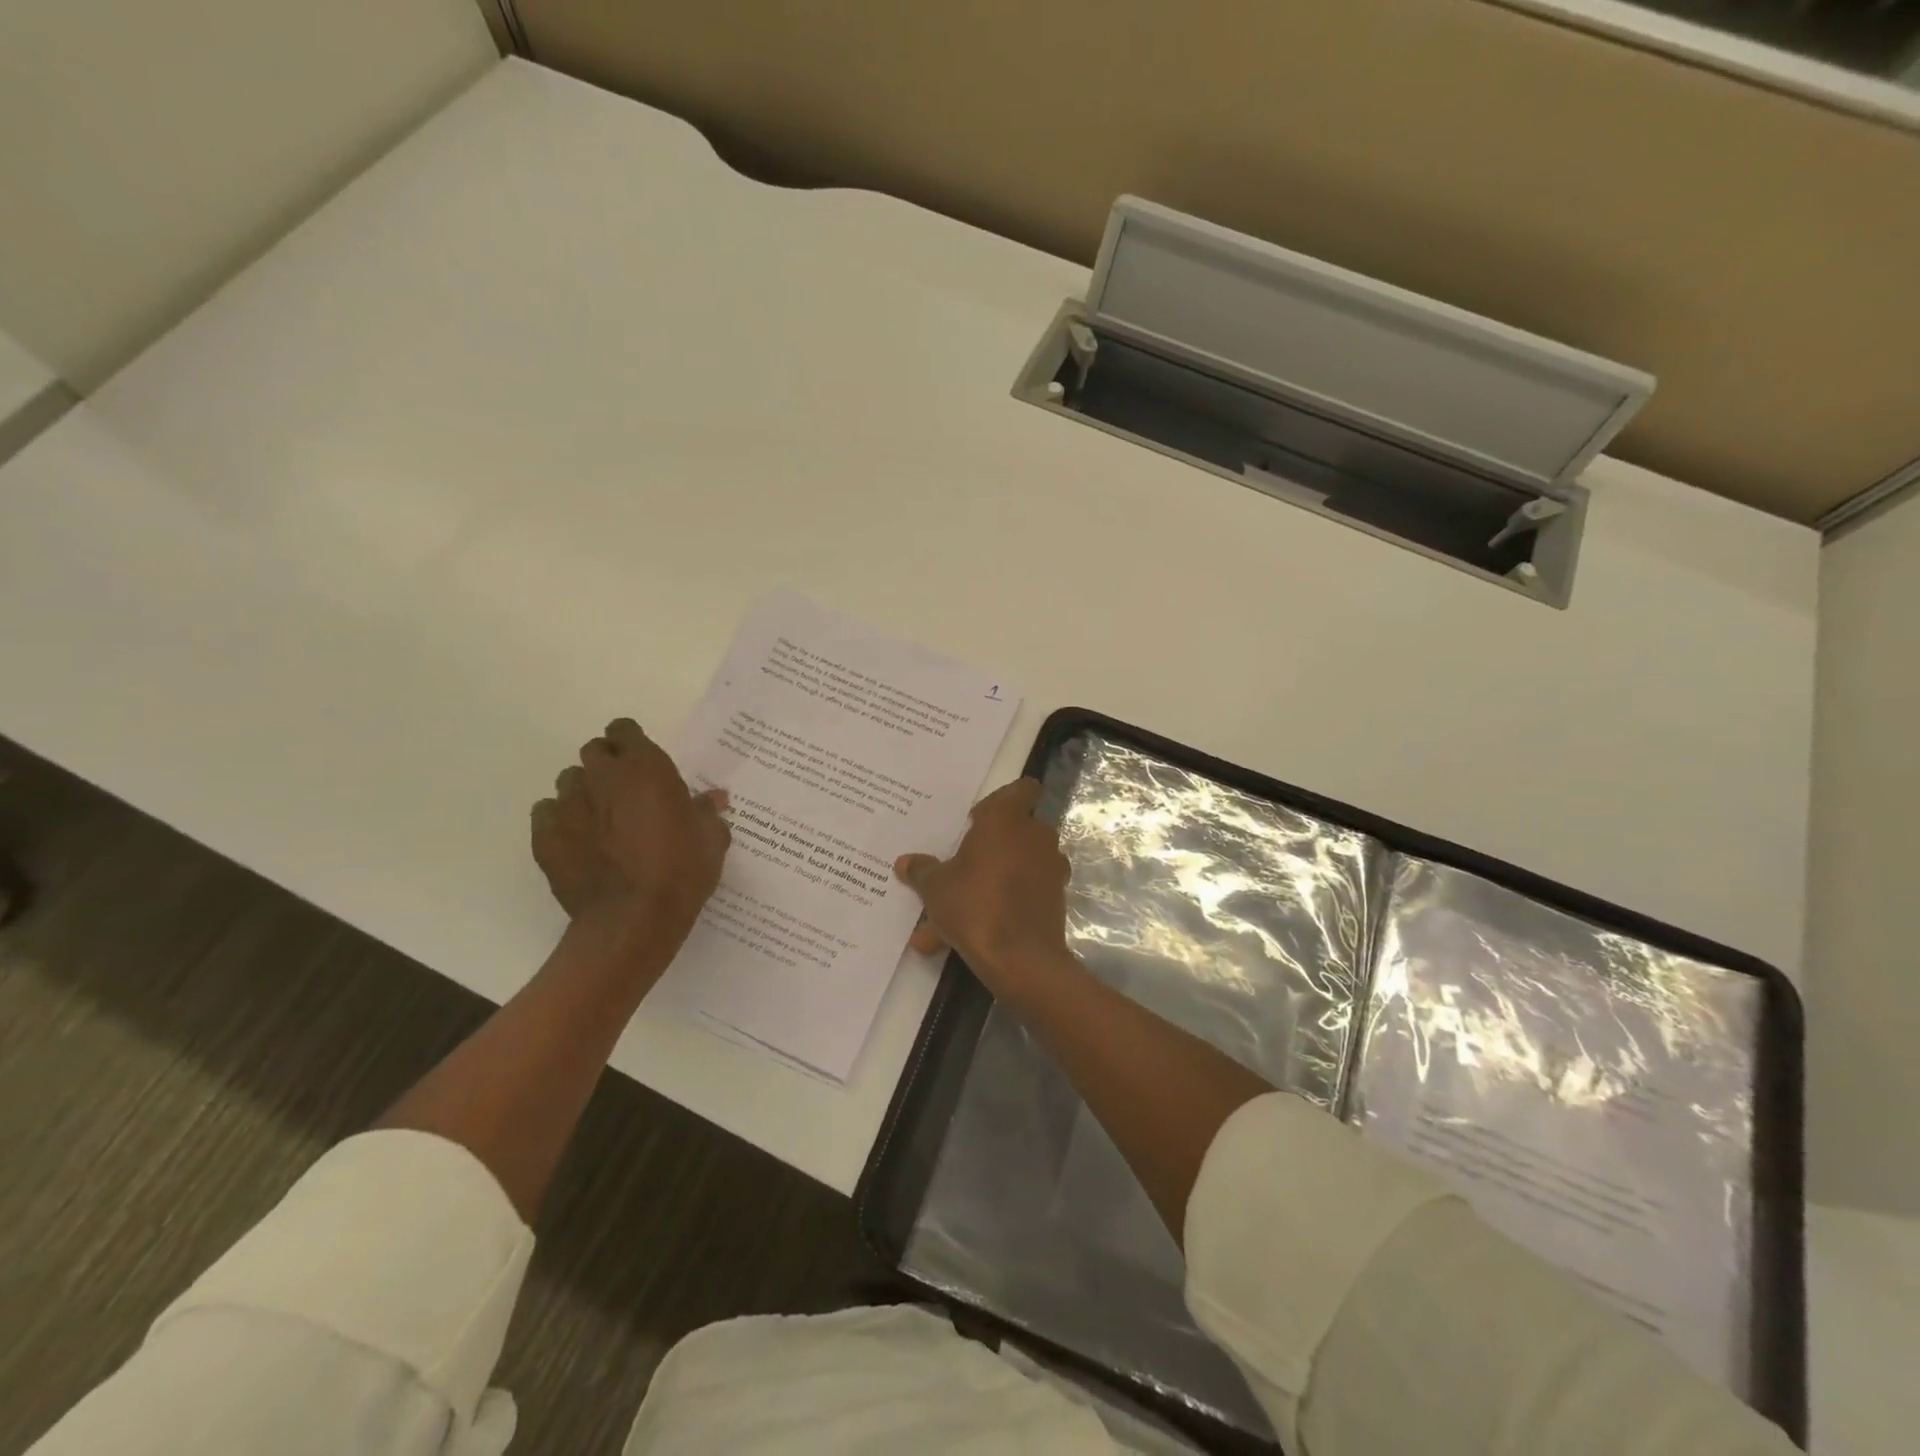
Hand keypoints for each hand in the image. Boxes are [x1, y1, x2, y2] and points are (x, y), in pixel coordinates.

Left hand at [531, 718, 730, 972]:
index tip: (642, 762)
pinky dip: (560, 821)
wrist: (633, 920)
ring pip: (569, 781)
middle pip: (594, 751)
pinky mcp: (545, 836)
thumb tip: (713, 798)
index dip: (631, 743)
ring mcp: (568, 805)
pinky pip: (546, 814)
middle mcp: (603, 776)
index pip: (624, 730)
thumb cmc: (681, 872)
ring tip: (599, 819)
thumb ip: (707, 812)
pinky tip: (578, 843)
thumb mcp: (711, 839)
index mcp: (645, 768)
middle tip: (623, 791)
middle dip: (606, 764)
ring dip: (584, 792)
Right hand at [894, 778, 1072, 994]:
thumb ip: (923, 871)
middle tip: (960, 864)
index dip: (1002, 800)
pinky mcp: (1056, 899)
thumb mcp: (935, 888)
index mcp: (1007, 820)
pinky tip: (968, 935)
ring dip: (990, 882)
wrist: (1020, 959)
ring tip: (952, 913)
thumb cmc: (974, 905)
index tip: (978, 819)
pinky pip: (1023, 895)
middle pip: (1015, 830)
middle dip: (989, 847)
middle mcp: (1036, 837)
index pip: (1022, 789)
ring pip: (1016, 867)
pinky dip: (1001, 907)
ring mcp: (1051, 868)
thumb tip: (905, 862)